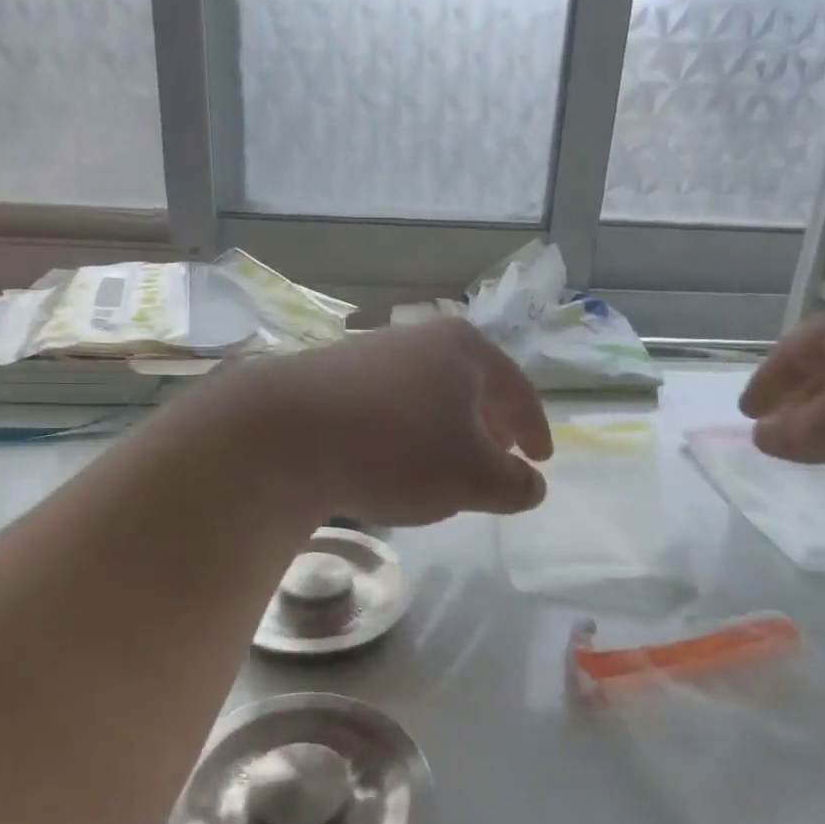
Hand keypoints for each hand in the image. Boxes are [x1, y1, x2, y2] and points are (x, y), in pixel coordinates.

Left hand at [245, 318, 553, 524]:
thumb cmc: (397, 449)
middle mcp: (420, 338)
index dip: (534, 428)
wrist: (283, 433)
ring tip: (447, 462)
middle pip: (471, 383)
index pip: (517, 389)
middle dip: (491, 424)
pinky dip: (406, 429)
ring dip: (446, 427)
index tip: (542, 459)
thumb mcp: (473, 478)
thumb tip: (533, 485)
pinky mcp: (331, 374)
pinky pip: (388, 403)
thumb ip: (514, 484)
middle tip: (501, 456)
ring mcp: (372, 351)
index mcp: (465, 350)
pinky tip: (392, 458)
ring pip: (428, 392)